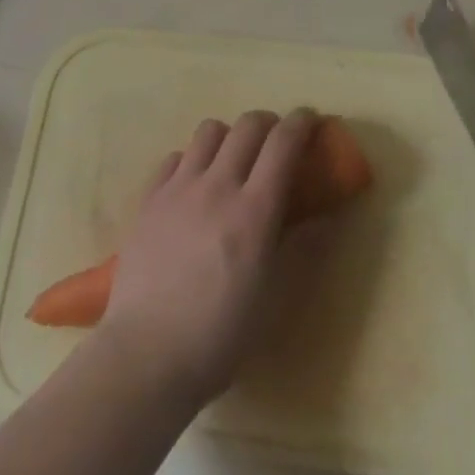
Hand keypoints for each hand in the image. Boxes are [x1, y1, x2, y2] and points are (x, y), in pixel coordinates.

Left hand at [96, 109, 319, 408]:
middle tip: (276, 142)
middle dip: (269, 123)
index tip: (311, 120)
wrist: (146, 354)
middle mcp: (218, 185)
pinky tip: (194, 184)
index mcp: (254, 210)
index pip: (283, 143)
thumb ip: (304, 251)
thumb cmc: (220, 335)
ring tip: (233, 160)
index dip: (301, 123)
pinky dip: (192, 159)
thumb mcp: (275, 300)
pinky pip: (175, 157)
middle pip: (247, 126)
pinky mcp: (149, 197)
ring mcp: (179, 187)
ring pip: (209, 131)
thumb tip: (328, 217)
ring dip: (229, 136)